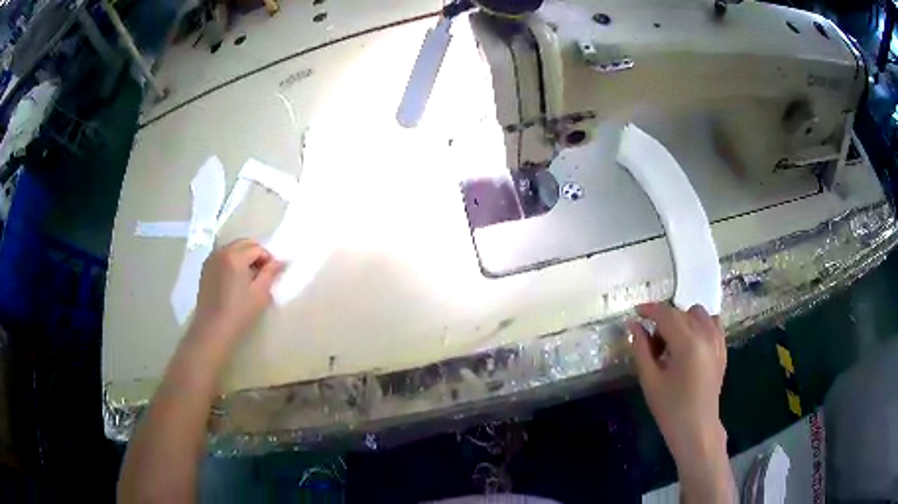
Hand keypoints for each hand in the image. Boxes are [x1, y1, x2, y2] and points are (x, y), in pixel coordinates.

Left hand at [191, 239, 283, 345]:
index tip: (273, 274)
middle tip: (263, 274)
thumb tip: (281, 261)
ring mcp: (211, 260)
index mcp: (235, 256)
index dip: (268, 259)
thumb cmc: (239, 314)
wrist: (212, 331)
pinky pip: (223, 257)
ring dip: (243, 257)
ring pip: (232, 249)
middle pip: (243, 244)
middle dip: (256, 254)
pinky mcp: (205, 270)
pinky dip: (232, 262)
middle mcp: (221, 252)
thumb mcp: (260, 294)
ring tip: (249, 278)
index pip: (257, 248)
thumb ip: (271, 273)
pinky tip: (235, 281)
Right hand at [628, 303, 731, 499]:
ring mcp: (717, 340)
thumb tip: (634, 326)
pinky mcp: (722, 349)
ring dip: (682, 320)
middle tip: (650, 342)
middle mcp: (705, 334)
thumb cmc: (670, 409)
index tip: (636, 312)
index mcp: (687, 342)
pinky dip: (700, 325)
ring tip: (672, 342)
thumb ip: (641, 349)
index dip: (649, 309)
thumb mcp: (650, 380)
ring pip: (698, 314)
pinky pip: (712, 323)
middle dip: (663, 320)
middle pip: (681, 312)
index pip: (666, 313)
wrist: (697, 429)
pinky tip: (690, 343)